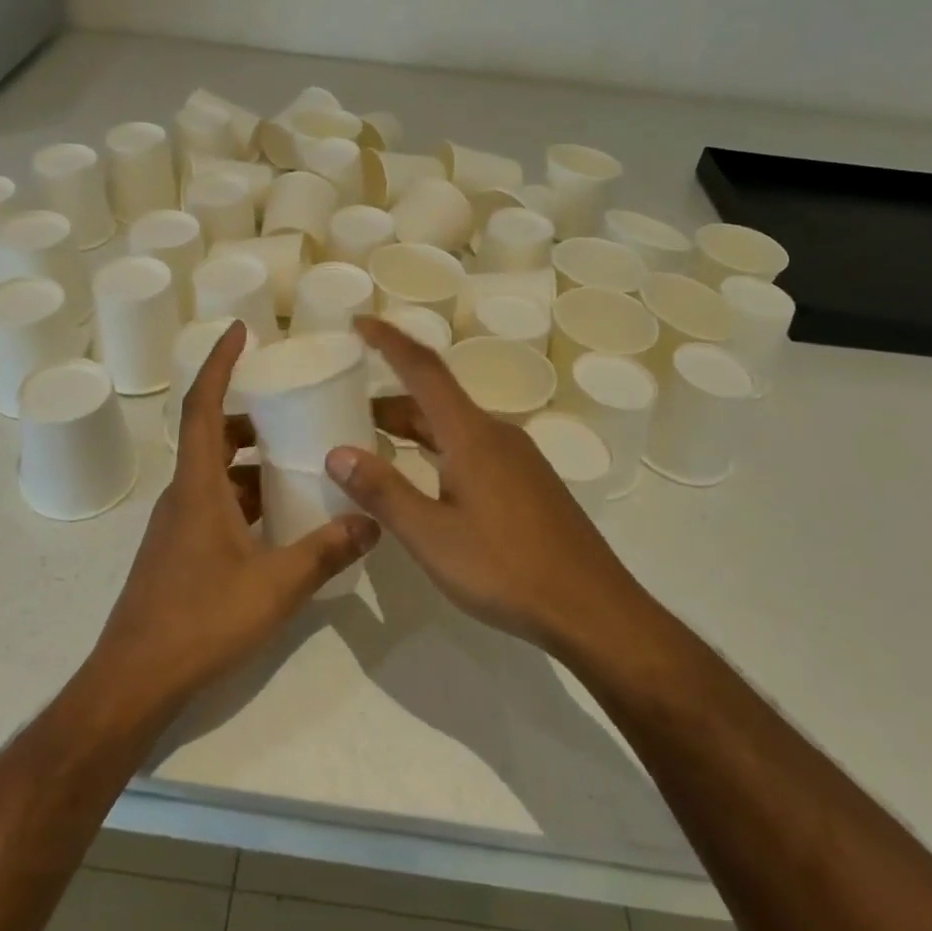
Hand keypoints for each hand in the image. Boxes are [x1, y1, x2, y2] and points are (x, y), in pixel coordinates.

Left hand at [90, 322, 379, 713]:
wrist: (134, 682)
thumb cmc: (199, 621)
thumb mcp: (275, 586)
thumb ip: (326, 552)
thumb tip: (372, 521)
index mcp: (198, 486)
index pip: (203, 405)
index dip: (219, 362)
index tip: (241, 331)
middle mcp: (183, 495)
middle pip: (212, 435)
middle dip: (249, 415)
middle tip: (291, 408)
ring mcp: (178, 525)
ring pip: (216, 473)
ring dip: (250, 461)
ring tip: (296, 461)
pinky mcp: (179, 551)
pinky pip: (215, 503)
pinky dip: (245, 495)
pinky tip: (279, 519)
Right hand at [325, 317, 645, 655]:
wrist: (593, 609)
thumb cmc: (507, 568)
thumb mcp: (432, 536)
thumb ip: (384, 491)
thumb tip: (337, 452)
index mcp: (471, 434)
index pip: (423, 369)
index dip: (389, 341)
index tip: (359, 322)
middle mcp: (496, 434)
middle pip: (436, 400)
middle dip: (390, 400)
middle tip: (347, 411)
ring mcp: (517, 458)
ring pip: (455, 427)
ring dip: (414, 428)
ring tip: (376, 446)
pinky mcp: (528, 482)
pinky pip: (473, 447)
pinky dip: (438, 449)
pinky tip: (426, 482)